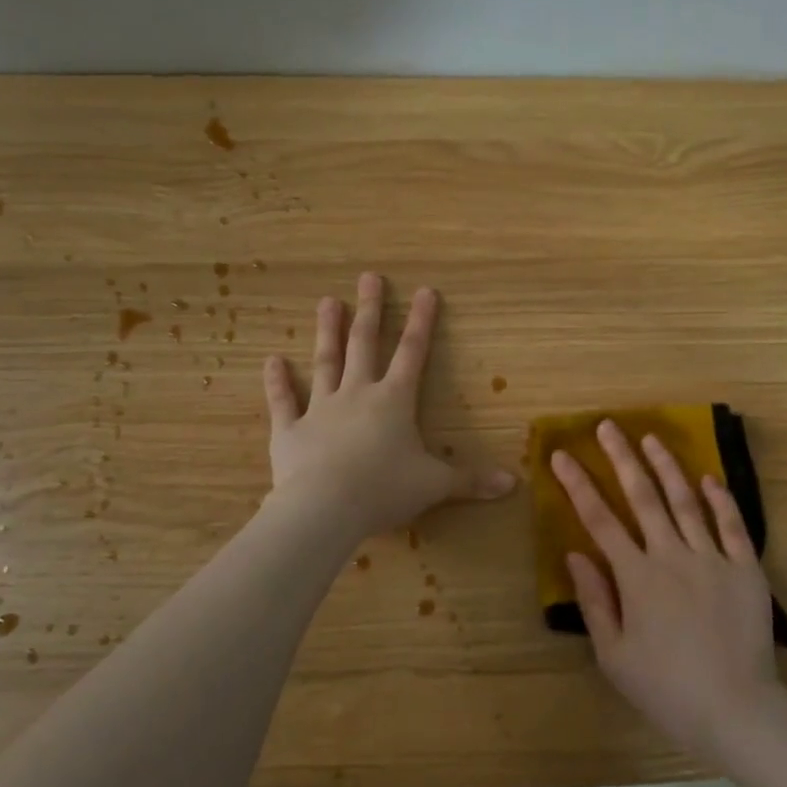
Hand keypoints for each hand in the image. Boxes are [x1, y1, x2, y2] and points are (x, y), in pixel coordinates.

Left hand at [264, 272, 514, 541]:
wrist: (325, 508)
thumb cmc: (385, 490)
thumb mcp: (435, 485)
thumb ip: (472, 481)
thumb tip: (514, 485)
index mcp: (394, 401)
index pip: (412, 353)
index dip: (421, 322)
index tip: (425, 290)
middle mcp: (357, 395)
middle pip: (364, 345)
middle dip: (370, 310)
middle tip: (368, 277)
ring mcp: (320, 409)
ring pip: (325, 362)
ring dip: (327, 332)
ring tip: (327, 301)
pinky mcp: (290, 430)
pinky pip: (283, 401)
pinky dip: (277, 382)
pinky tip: (272, 360)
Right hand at [551, 421, 781, 760]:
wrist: (737, 710)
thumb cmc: (666, 688)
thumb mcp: (614, 656)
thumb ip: (594, 601)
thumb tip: (574, 554)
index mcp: (636, 577)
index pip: (600, 519)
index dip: (577, 484)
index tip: (561, 454)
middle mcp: (672, 556)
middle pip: (642, 497)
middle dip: (622, 458)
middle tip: (608, 426)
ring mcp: (712, 558)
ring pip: (686, 501)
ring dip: (667, 467)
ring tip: (651, 438)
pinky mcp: (746, 568)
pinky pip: (733, 525)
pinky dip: (721, 498)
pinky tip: (709, 477)